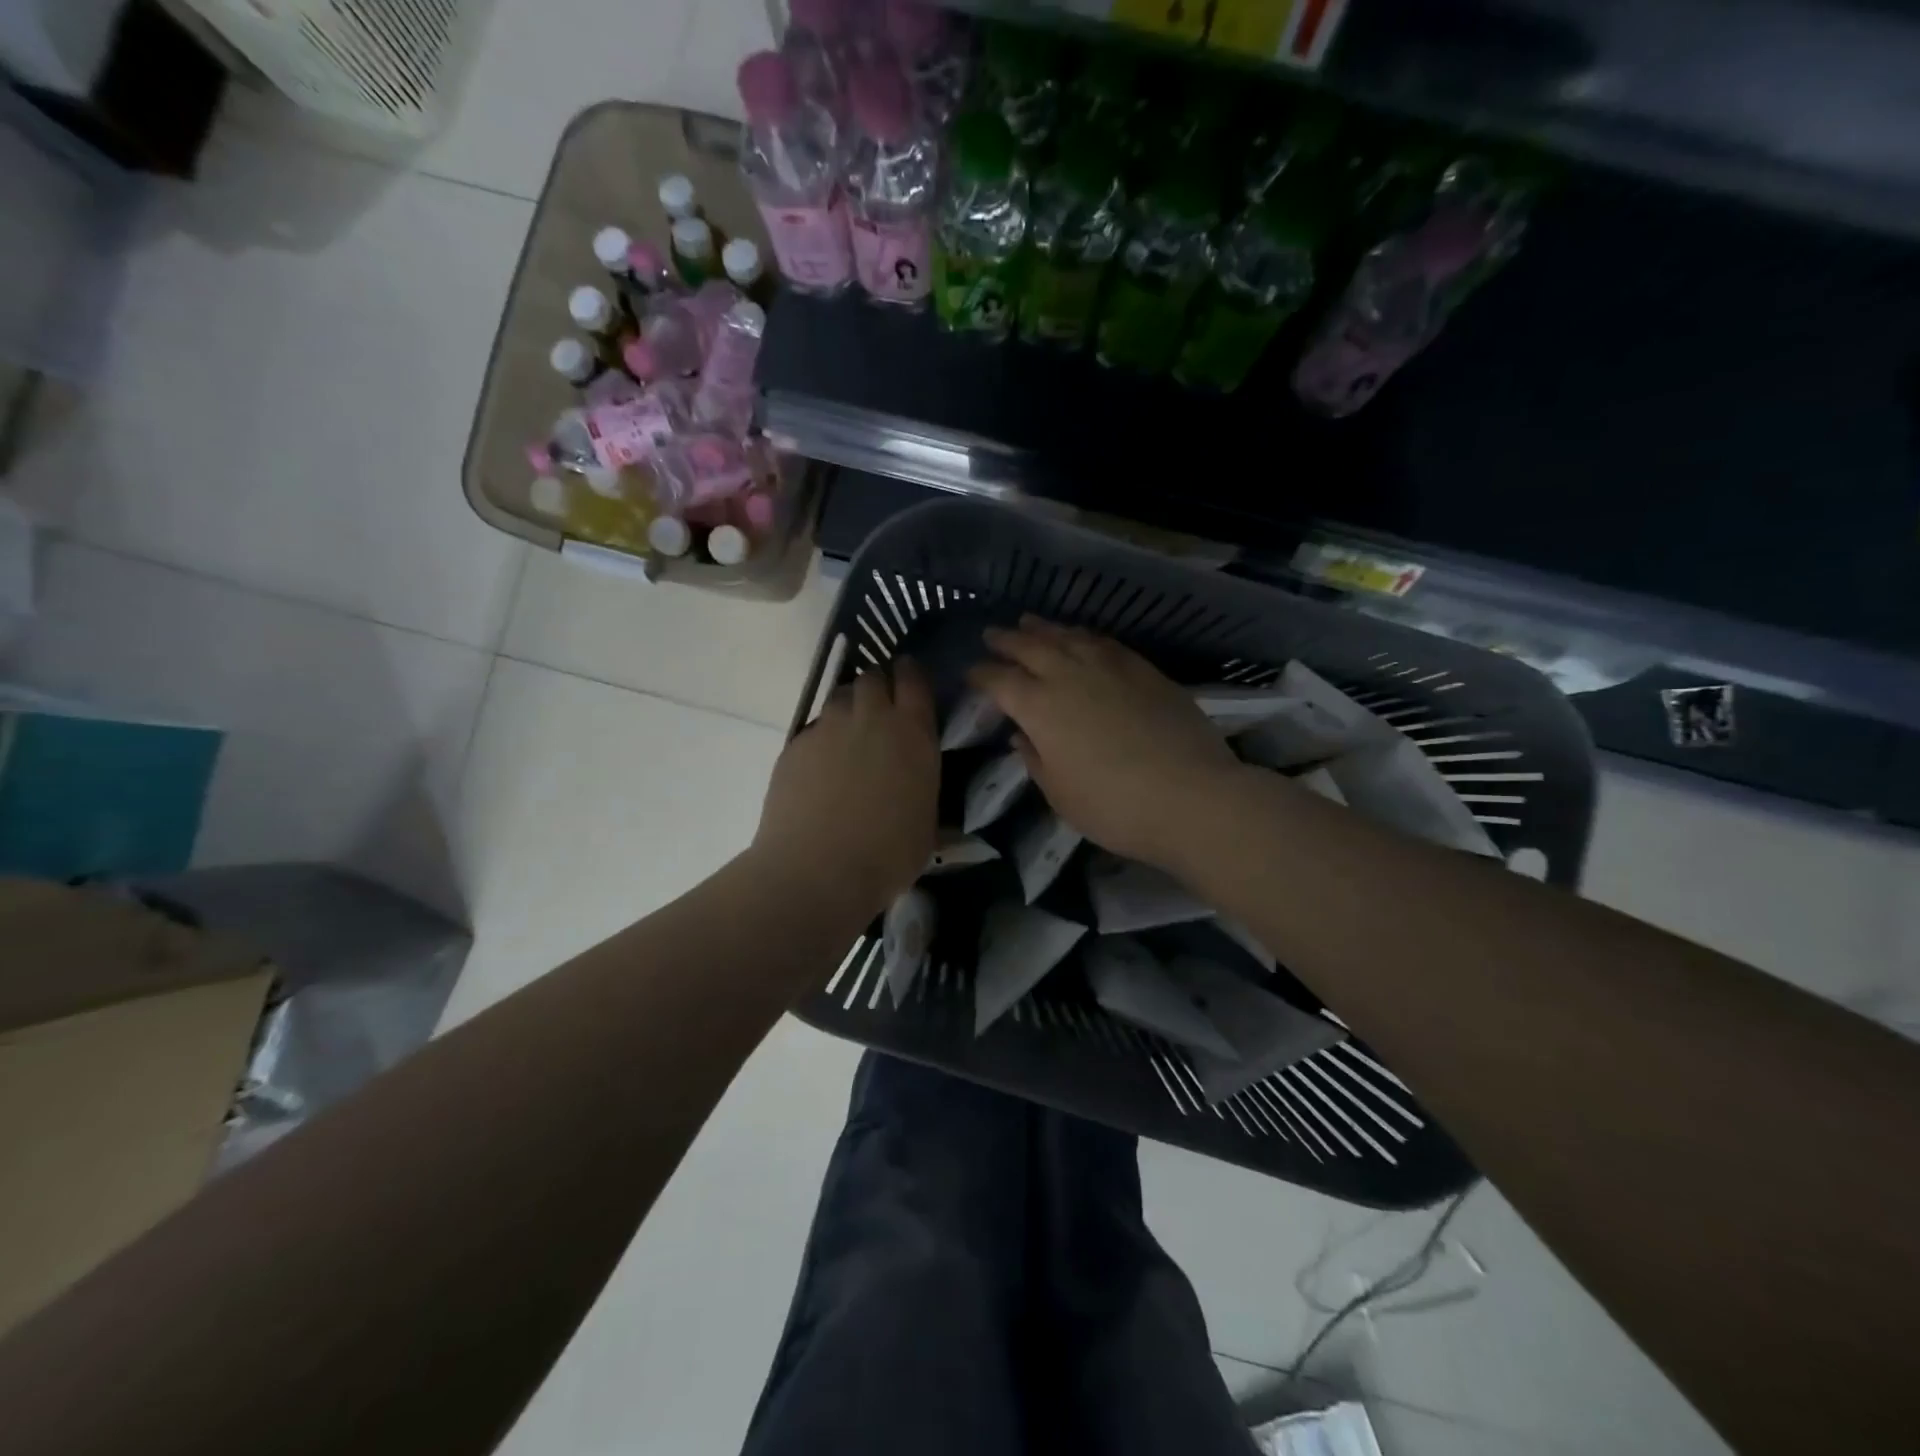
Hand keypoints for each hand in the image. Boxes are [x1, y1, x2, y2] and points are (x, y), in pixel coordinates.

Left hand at [754, 658, 938, 919]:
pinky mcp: (795, 745)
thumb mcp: (926, 822)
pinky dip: (822, 736)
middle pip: (872, 677)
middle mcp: (871, 718)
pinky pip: (814, 727)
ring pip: (839, 696)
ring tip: (850, 733)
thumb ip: (922, 787)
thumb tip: (917, 783)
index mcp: (913, 733)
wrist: (817, 870)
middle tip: (880, 709)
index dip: (911, 673)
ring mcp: (828, 728)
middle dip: (878, 685)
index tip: (909, 676)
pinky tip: (821, 766)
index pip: (914, 679)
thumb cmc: (887, 855)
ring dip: (849, 705)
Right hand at [969, 618, 1242, 870]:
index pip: (1000, 681)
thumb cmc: (1114, 806)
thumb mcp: (1060, 794)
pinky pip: (1105, 642)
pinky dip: (1085, 636)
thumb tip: (1022, 736)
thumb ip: (1036, 760)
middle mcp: (1069, 676)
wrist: (1191, 796)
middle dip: (1007, 640)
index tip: (972, 673)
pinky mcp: (1144, 670)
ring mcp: (1110, 667)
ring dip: (1044, 629)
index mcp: (1039, 707)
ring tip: (1030, 622)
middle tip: (992, 634)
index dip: (982, 675)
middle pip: (1030, 647)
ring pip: (1068, 637)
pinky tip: (1082, 637)